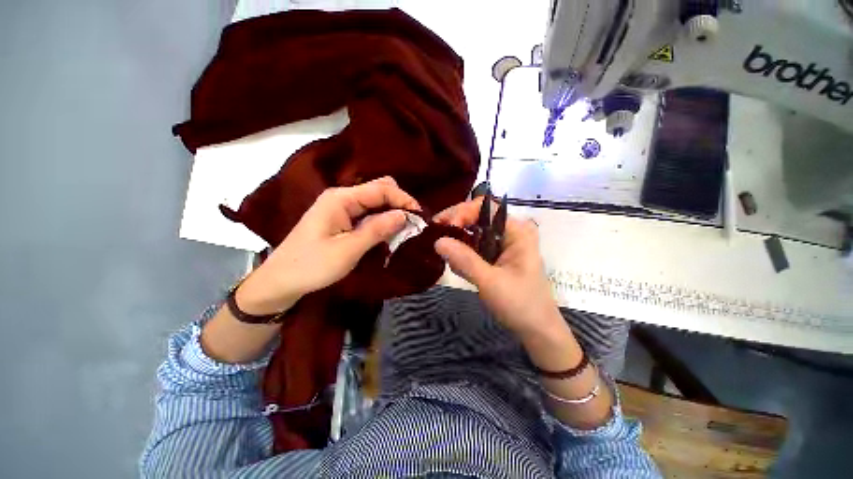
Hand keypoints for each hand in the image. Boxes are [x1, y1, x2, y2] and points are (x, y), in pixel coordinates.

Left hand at [236, 177, 419, 314]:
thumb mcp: (348, 250)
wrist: (281, 281)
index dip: (403, 199)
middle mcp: (342, 197)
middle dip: (398, 203)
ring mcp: (341, 208)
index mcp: (341, 198)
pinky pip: (367, 214)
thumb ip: (377, 230)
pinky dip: (381, 221)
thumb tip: (404, 215)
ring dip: (391, 213)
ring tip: (404, 229)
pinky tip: (388, 232)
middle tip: (412, 223)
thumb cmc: (312, 265)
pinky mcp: (341, 220)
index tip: (420, 216)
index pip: (381, 189)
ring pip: (374, 202)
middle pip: (378, 190)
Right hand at [433, 197, 567, 339]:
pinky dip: (462, 253)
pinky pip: (475, 247)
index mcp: (516, 230)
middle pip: (477, 217)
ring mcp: (503, 244)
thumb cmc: (521, 305)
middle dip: (456, 225)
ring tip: (444, 252)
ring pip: (473, 232)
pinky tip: (456, 264)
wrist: (537, 330)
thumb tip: (437, 241)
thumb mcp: (490, 282)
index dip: (462, 212)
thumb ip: (464, 260)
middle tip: (435, 235)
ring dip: (457, 241)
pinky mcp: (496, 257)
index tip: (443, 226)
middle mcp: (510, 232)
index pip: (485, 207)